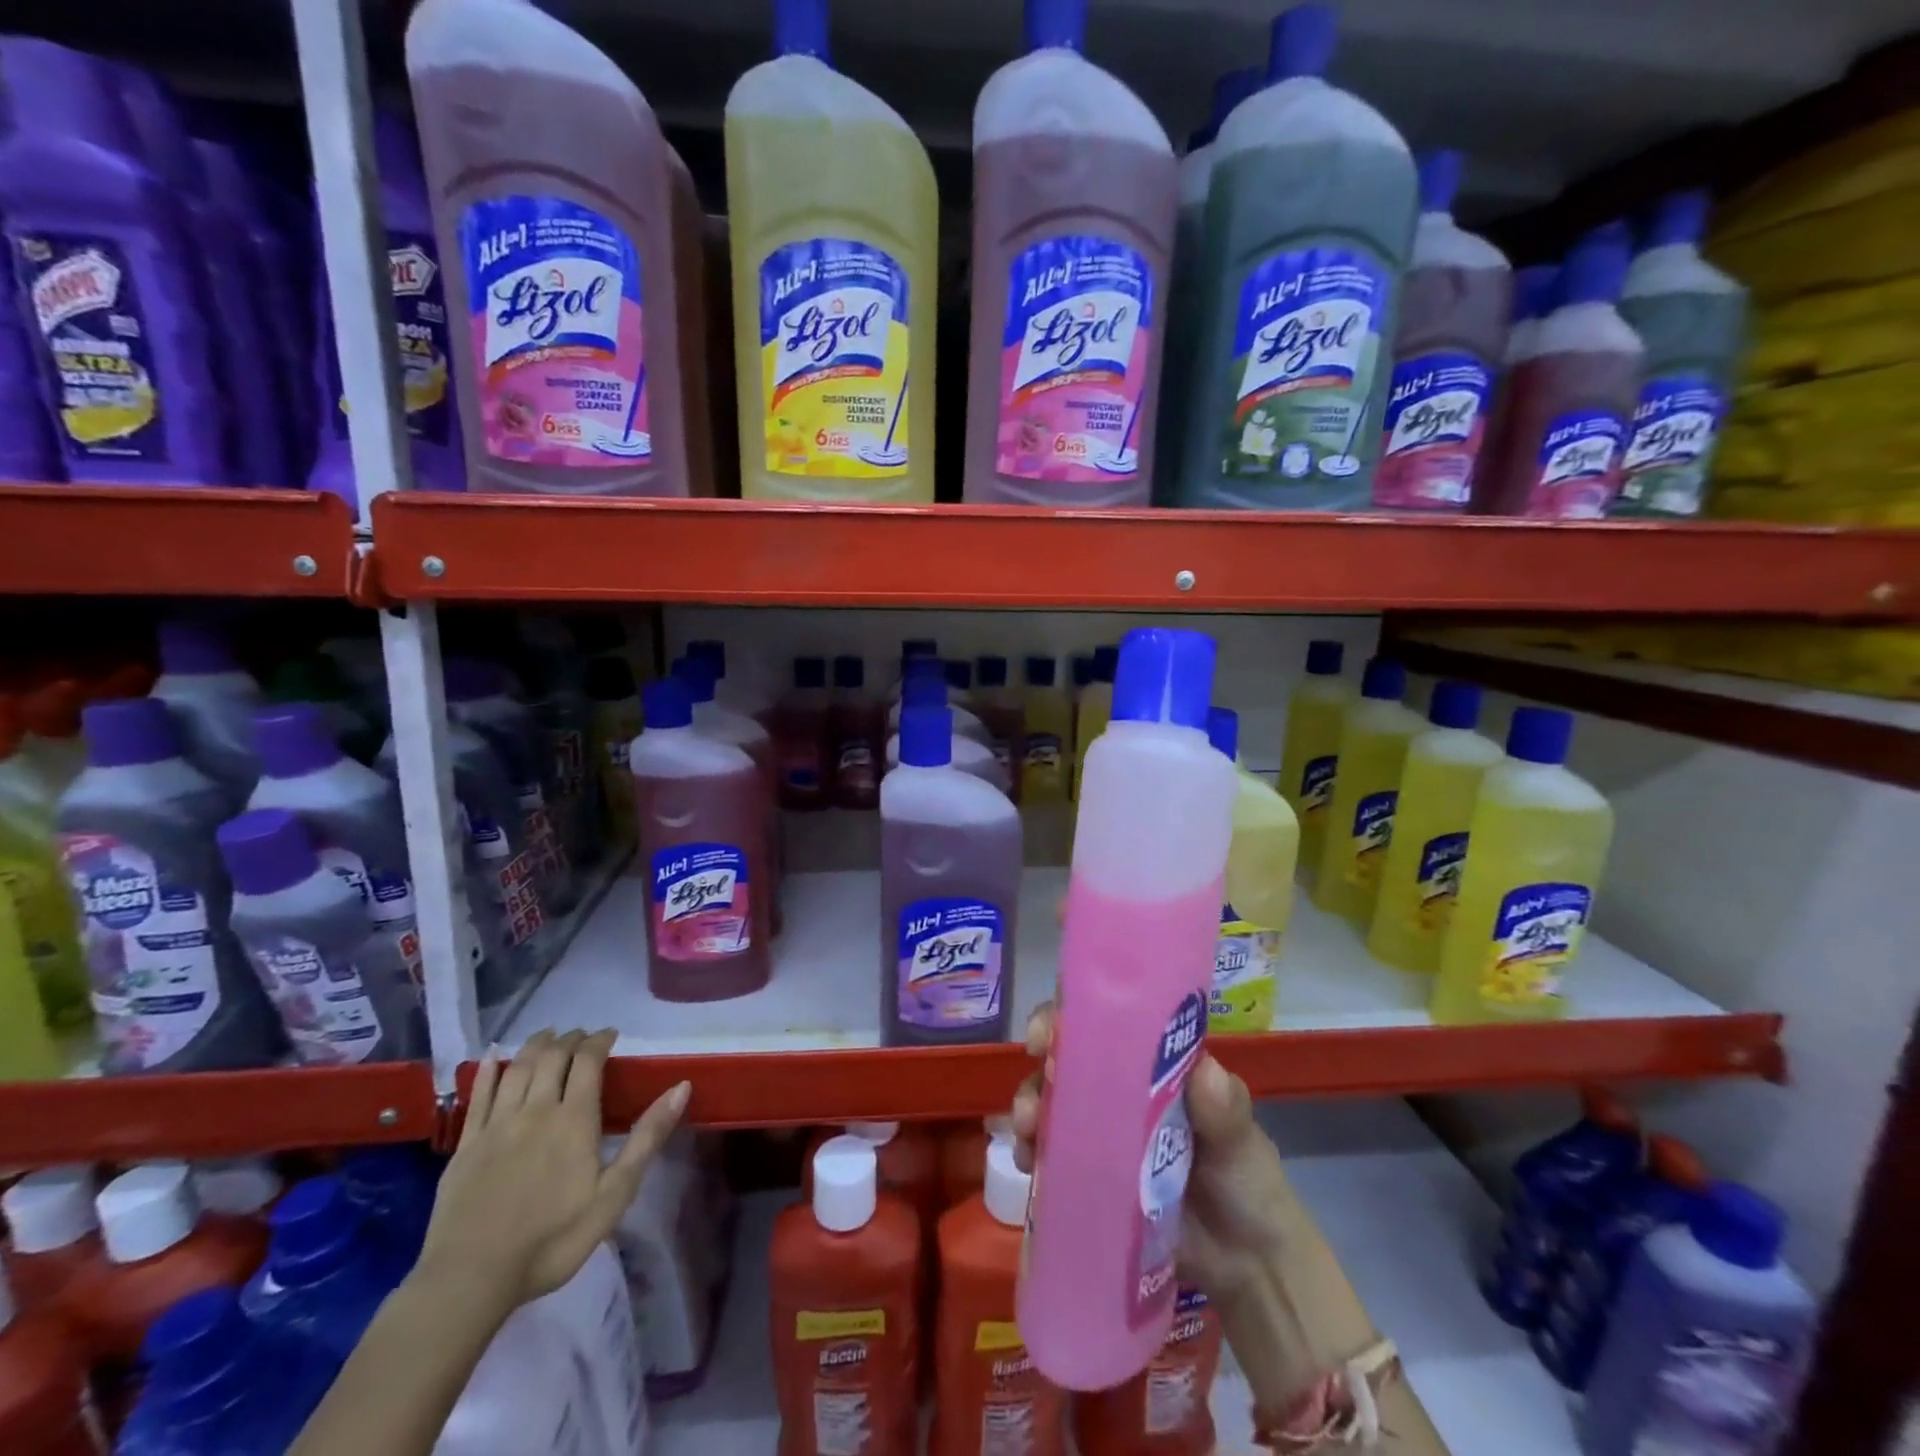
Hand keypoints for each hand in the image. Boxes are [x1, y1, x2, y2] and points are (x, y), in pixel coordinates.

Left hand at [417, 1029, 689, 1316]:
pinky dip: (489, 1068)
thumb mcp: (614, 1194)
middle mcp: (536, 1110)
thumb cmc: (552, 1240)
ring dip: (536, 1044)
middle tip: (583, 1036)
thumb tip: (681, 1087)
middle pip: (553, 1056)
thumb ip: (647, 1138)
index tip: (611, 1034)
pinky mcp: (466, 1144)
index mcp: (574, 1119)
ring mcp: (497, 1125)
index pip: (588, 1060)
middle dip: (571, 1039)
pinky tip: (494, 1056)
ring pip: (518, 1067)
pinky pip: (479, 1094)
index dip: (600, 1040)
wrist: (470, 1280)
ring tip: (549, 1036)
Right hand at [1008, 1004, 1290, 1305]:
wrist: (1248, 1265)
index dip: (1069, 1017)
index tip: (1047, 1032)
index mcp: (1151, 1064)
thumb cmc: (1247, 1182)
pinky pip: (1050, 1152)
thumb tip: (1206, 1071)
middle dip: (1040, 1067)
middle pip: (1067, 1059)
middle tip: (1033, 1096)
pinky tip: (1026, 1164)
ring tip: (1025, 1135)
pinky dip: (1031, 1150)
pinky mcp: (1090, 1174)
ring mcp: (1100, 1131)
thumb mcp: (1241, 1141)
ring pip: (1051, 1101)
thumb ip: (1225, 1108)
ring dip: (1029, 1107)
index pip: (1104, 1022)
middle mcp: (1118, 1088)